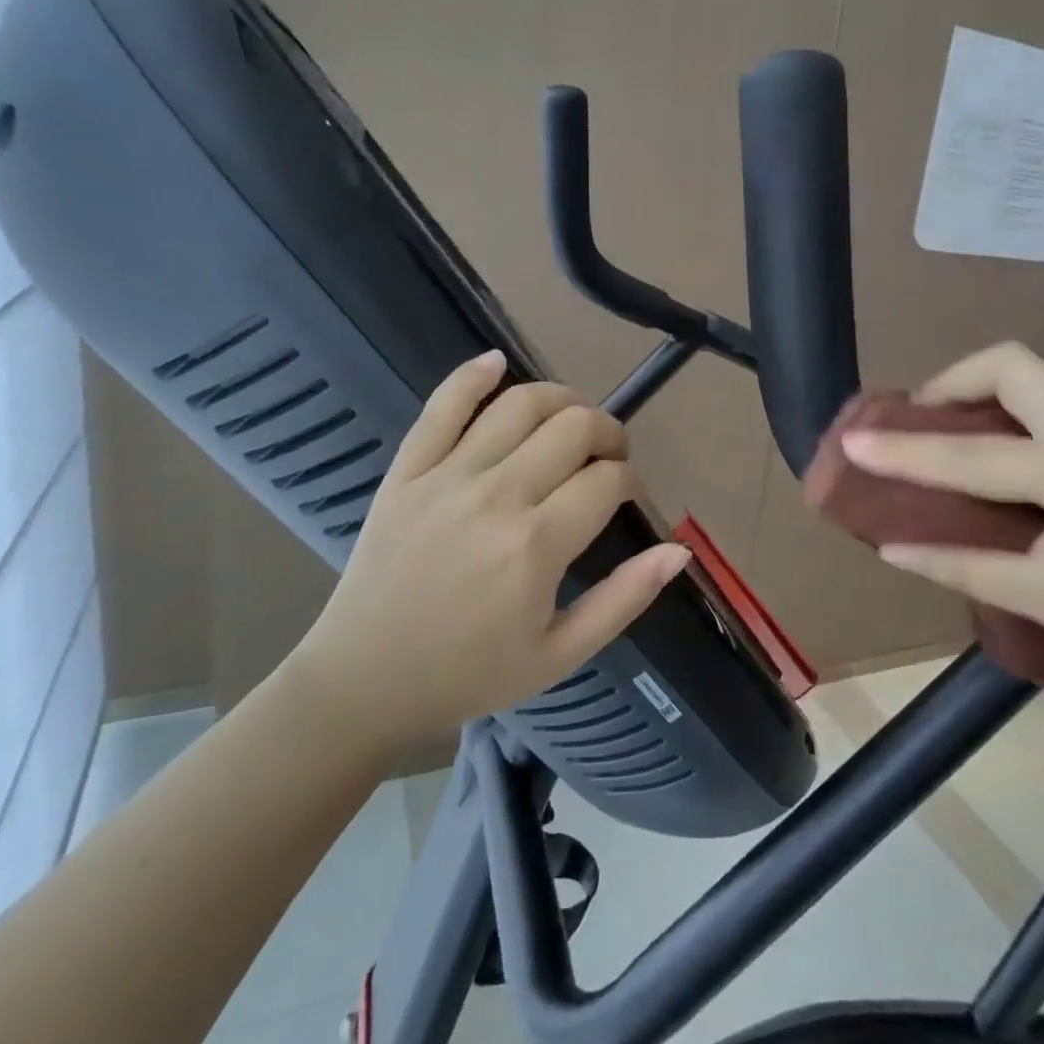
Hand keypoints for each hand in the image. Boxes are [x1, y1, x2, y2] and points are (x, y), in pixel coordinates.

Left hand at [288, 351, 690, 760]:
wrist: (364, 681)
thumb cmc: (470, 672)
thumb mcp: (561, 655)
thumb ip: (625, 599)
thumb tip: (679, 550)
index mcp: (537, 546)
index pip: (607, 479)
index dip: (630, 479)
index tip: (627, 496)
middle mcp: (497, 497)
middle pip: (574, 427)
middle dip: (608, 432)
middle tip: (609, 456)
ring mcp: (446, 477)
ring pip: (519, 404)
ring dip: (560, 399)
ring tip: (571, 420)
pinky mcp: (407, 470)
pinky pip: (441, 406)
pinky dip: (472, 376)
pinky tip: (497, 363)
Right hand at [840, 342, 1043, 695]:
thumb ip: (961, 566)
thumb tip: (892, 549)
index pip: (973, 455)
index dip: (906, 451)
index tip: (854, 441)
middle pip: (1012, 365)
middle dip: (952, 381)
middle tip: (915, 423)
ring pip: (1031, 380)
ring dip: (976, 395)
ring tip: (938, 436)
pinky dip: (1002, 416)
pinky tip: (984, 456)